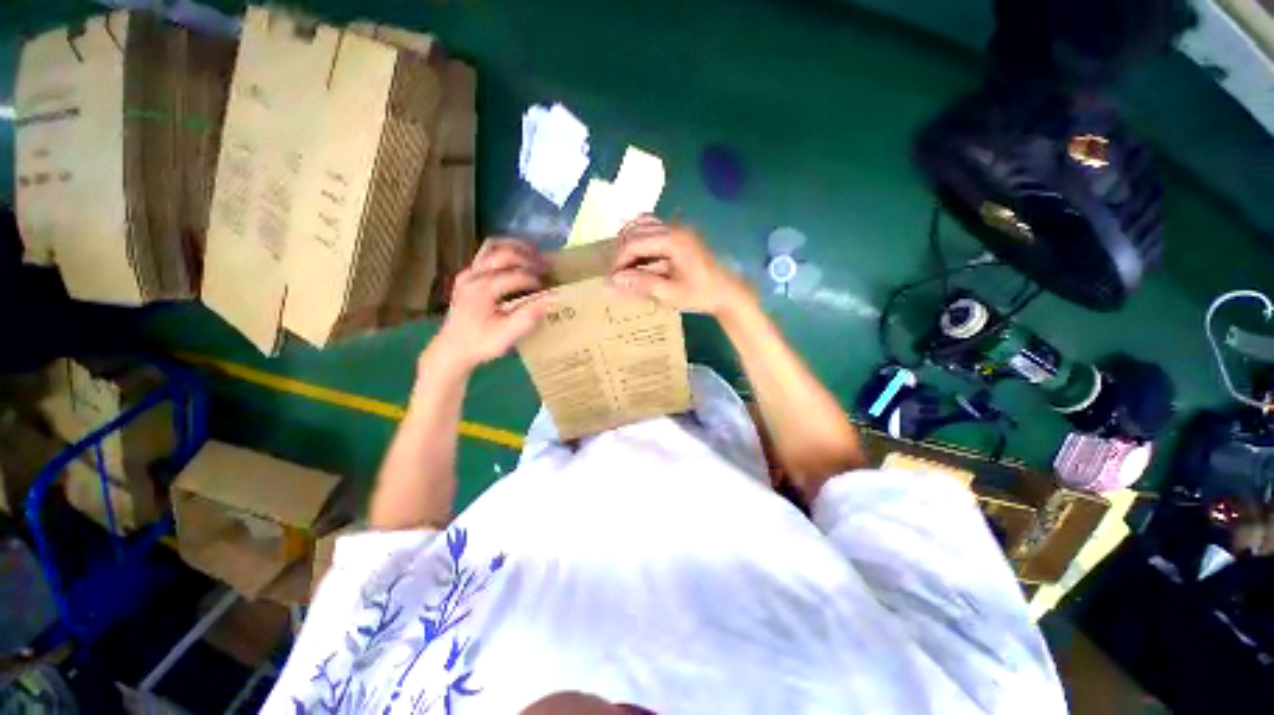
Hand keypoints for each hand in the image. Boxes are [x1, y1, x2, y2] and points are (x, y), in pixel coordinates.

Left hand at [429, 238, 552, 371]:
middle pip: (504, 254)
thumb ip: (530, 314)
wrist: (452, 350)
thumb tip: (554, 298)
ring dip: (516, 248)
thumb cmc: (481, 343)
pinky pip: (485, 254)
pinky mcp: (467, 276)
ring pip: (492, 247)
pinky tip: (516, 259)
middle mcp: (473, 275)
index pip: (516, 275)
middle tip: (548, 267)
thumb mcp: (508, 333)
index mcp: (483, 288)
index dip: (536, 280)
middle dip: (529, 259)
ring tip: (535, 253)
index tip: (550, 289)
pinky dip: (503, 251)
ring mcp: (468, 273)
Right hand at [611, 216, 751, 315]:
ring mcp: (679, 230)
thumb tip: (614, 279)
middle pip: (638, 229)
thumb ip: (642, 283)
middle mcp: (675, 228)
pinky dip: (642, 241)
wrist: (728, 293)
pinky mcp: (681, 236)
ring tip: (624, 265)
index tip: (611, 277)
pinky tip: (639, 259)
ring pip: (645, 225)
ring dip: (631, 242)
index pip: (636, 242)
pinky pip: (654, 230)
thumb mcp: (670, 293)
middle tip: (616, 272)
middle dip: (623, 249)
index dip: (620, 259)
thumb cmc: (701, 294)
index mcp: (673, 240)